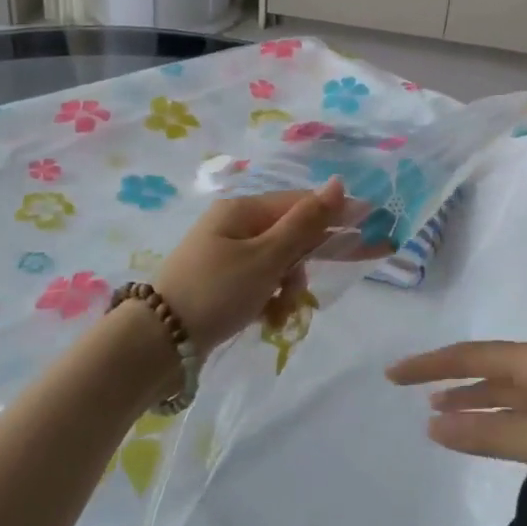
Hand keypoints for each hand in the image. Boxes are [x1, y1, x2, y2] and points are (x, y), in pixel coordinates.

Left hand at [153, 179, 348, 354]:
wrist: (156, 343)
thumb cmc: (215, 292)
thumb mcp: (266, 258)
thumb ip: (306, 223)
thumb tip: (339, 182)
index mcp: (243, 210)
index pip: (301, 204)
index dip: (335, 218)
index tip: (370, 234)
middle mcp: (235, 225)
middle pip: (290, 236)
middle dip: (301, 266)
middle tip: (301, 294)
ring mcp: (226, 254)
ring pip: (278, 264)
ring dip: (285, 288)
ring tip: (276, 314)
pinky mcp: (222, 282)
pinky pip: (260, 283)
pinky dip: (268, 300)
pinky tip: (265, 321)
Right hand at [386, 340, 526, 509]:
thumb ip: (489, 434)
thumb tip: (433, 424)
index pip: (469, 356)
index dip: (430, 365)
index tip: (393, 374)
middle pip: (486, 367)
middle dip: (449, 380)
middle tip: (410, 391)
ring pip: (507, 389)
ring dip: (475, 400)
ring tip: (440, 414)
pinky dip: (502, 416)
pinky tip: (493, 431)